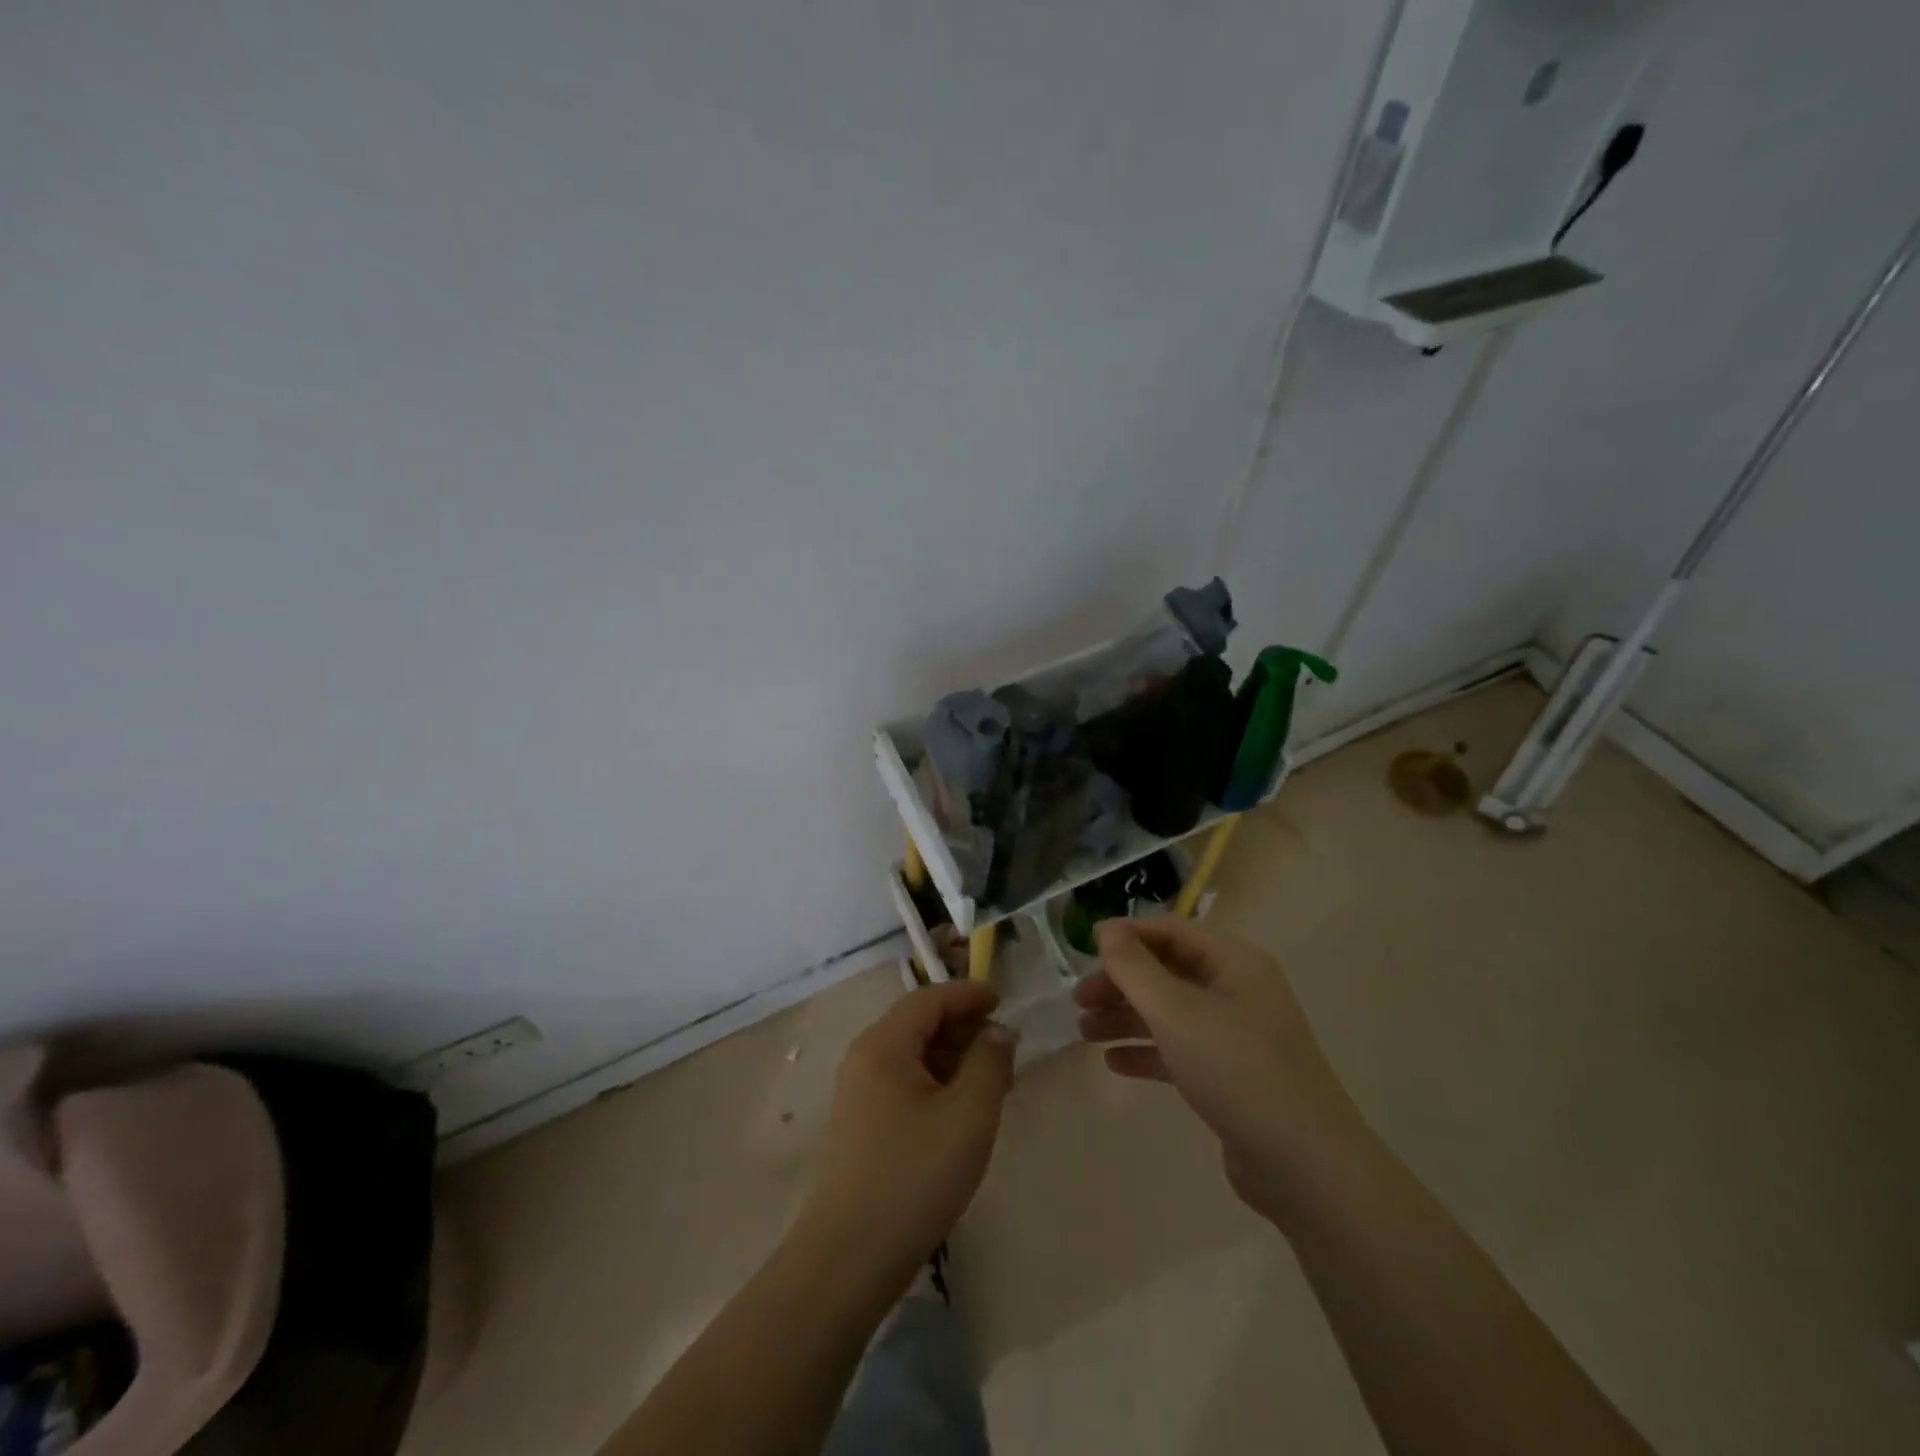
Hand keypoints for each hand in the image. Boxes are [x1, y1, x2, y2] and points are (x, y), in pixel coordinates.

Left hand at [799, 980, 1014, 1290]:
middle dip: (962, 1026)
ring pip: (911, 1056)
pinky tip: (961, 1111)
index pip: (929, 999)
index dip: (967, 994)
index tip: (1002, 998)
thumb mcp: (968, 1115)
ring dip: (952, 1057)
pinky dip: (936, 1083)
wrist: (848, 1258)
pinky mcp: (860, 1127)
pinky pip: (903, 1084)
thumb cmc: (914, 1175)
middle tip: (1003, 1044)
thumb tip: (997, 1032)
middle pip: (917, 1024)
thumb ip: (989, 1063)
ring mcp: (858, 1095)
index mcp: (884, 1044)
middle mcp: (864, 1059)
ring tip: (991, 1079)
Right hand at [1074, 916, 1364, 1220]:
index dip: (1126, 936)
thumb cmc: (1237, 1070)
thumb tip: (1106, 929)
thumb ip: (1135, 968)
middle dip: (1121, 982)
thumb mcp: (1177, 1012)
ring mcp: (1236, 1035)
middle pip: (1167, 971)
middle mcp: (1237, 990)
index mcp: (1234, 962)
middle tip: (1079, 1002)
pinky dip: (1147, 1051)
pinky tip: (1115, 1064)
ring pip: (1170, 1012)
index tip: (1084, 950)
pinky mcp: (1231, 1075)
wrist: (1305, 1167)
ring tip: (1085, 1033)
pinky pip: (1181, 1050)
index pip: (1171, 931)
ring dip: (1127, 1017)